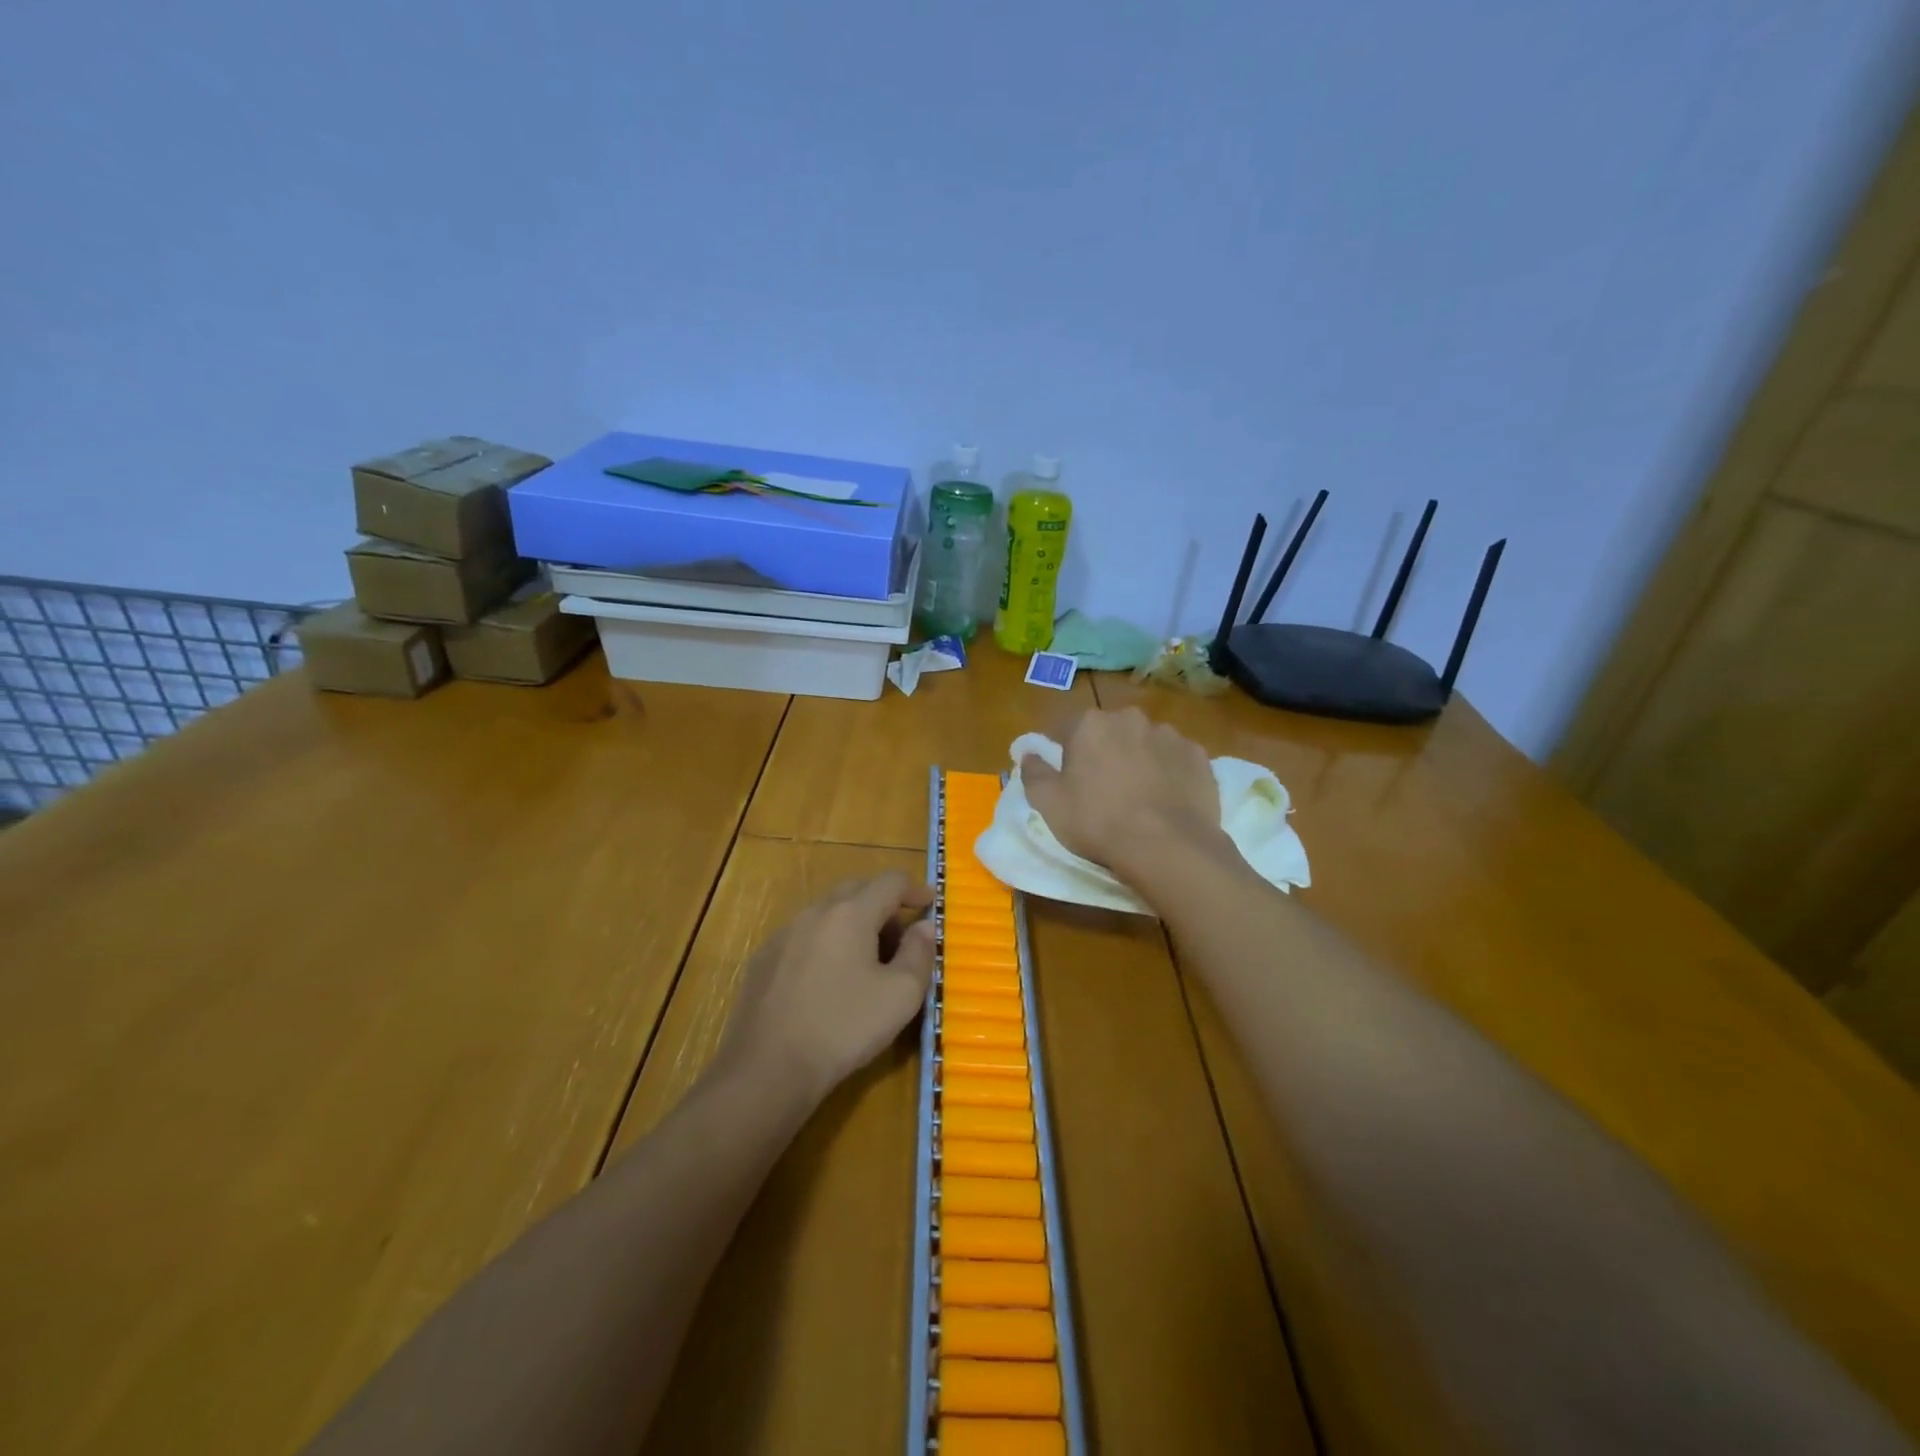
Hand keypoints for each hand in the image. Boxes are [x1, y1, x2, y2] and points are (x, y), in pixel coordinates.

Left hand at [721, 871, 935, 1104]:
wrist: (766, 1069)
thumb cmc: (843, 1027)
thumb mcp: (900, 995)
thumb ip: (919, 953)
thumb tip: (923, 926)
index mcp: (851, 913)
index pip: (890, 882)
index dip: (915, 889)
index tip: (930, 904)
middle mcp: (815, 912)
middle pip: (856, 889)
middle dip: (884, 904)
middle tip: (902, 935)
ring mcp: (784, 934)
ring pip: (828, 912)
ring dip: (854, 923)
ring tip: (867, 959)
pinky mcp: (763, 959)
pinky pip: (805, 935)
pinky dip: (827, 942)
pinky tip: (829, 978)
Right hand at [1022, 708, 1226, 880]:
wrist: (1168, 846)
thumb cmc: (1098, 822)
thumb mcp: (1049, 804)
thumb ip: (1034, 773)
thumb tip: (1028, 754)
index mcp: (1090, 724)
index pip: (1067, 728)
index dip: (1064, 751)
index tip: (1067, 776)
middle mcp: (1130, 718)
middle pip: (1110, 731)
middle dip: (1105, 751)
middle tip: (1103, 787)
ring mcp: (1169, 735)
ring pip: (1146, 743)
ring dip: (1139, 759)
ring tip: (1140, 796)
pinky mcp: (1199, 756)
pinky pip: (1176, 759)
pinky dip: (1170, 772)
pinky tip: (1167, 799)